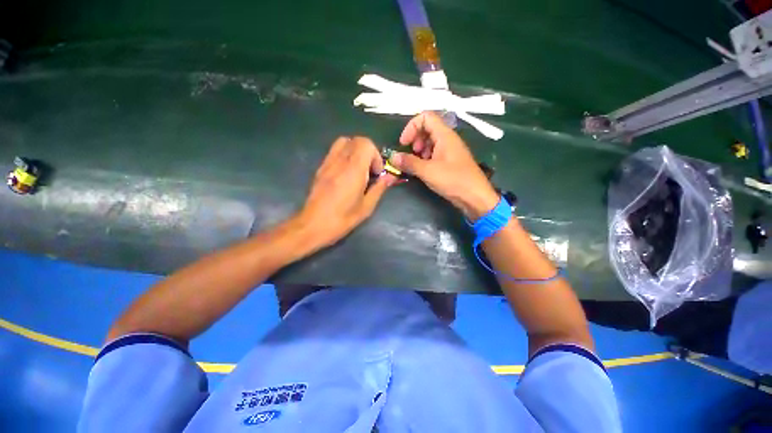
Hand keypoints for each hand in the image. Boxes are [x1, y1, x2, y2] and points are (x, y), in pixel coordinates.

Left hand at [298, 136, 395, 248]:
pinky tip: (346, 173)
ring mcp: (328, 162)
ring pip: (344, 142)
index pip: (366, 144)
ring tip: (359, 169)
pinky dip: (345, 155)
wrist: (313, 225)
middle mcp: (340, 161)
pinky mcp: (321, 167)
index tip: (376, 173)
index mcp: (353, 170)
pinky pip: (335, 150)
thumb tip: (389, 177)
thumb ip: (379, 188)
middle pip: (357, 140)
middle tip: (370, 171)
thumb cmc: (342, 219)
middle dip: (368, 152)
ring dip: (356, 151)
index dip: (376, 156)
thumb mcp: (366, 207)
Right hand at [389, 112, 498, 219]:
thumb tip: (393, 157)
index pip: (426, 117)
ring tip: (417, 164)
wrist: (475, 197)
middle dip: (415, 140)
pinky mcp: (450, 161)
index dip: (411, 127)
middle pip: (427, 128)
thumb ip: (409, 163)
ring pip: (430, 142)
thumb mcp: (428, 171)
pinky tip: (424, 170)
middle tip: (411, 155)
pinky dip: (426, 158)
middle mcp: (448, 139)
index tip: (404, 143)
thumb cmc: (453, 180)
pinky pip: (435, 153)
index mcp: (445, 135)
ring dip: (419, 151)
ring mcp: (450, 150)